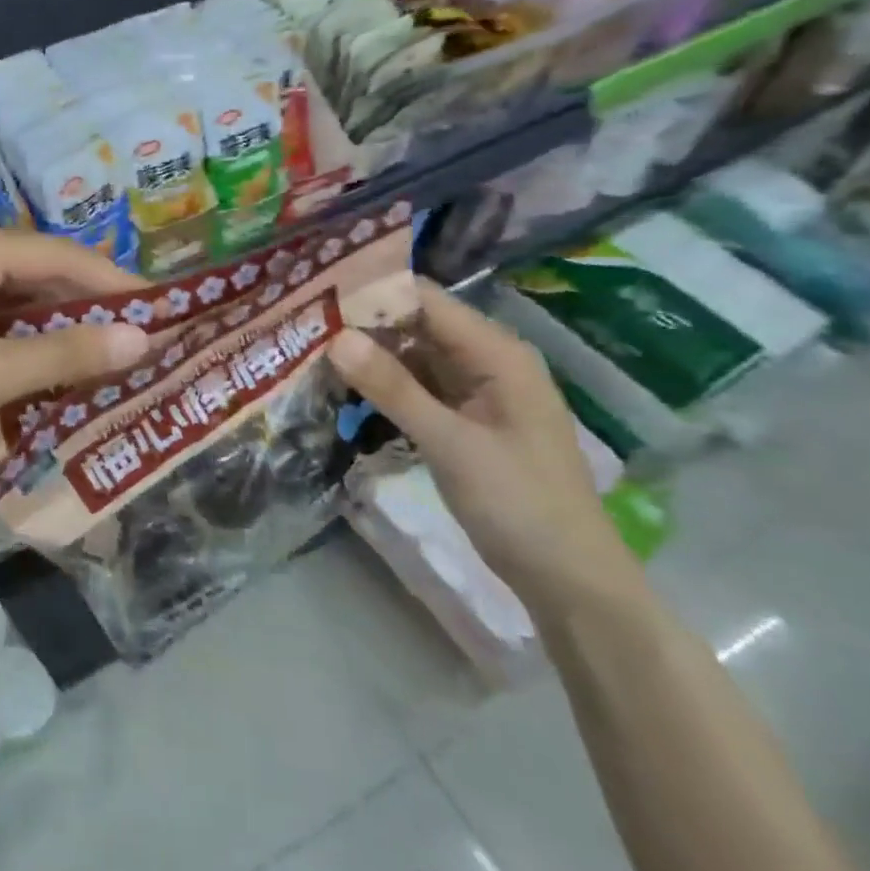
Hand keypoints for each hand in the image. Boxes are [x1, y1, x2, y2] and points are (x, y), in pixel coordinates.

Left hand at [0, 219, 149, 491]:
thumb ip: (68, 352)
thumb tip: (145, 338)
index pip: (52, 253)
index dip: (110, 283)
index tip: (163, 309)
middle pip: (30, 268)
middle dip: (81, 303)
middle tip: (138, 334)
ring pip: (7, 290)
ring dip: (51, 320)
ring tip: (106, 348)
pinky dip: (15, 331)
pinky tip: (49, 355)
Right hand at [327, 278, 633, 615]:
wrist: (568, 579)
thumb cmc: (518, 504)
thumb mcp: (449, 443)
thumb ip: (392, 388)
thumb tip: (336, 337)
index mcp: (497, 353)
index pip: (425, 299)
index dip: (372, 290)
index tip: (316, 292)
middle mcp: (487, 360)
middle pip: (416, 323)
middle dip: (363, 321)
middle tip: (301, 321)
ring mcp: (476, 391)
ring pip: (413, 354)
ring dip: (368, 352)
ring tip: (310, 344)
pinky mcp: (464, 418)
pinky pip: (417, 385)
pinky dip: (383, 382)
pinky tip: (342, 382)